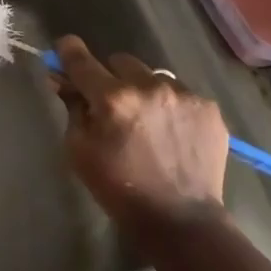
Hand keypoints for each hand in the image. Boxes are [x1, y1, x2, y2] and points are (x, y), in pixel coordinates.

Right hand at [51, 35, 228, 231]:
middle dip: (110, 77)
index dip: (68, 50)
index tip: (64, 50)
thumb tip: (62, 79)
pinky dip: (169, 106)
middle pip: (120, 60)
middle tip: (111, 104)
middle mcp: (149, 86)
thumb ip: (72, 108)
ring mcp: (183, 95)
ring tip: (146, 121)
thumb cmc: (118, 188)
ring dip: (142, 89)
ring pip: (152, 75)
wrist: (180, 220)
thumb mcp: (79, 150)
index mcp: (112, 98)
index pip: (81, 59)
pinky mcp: (208, 108)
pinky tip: (170, 133)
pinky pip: (180, 93)